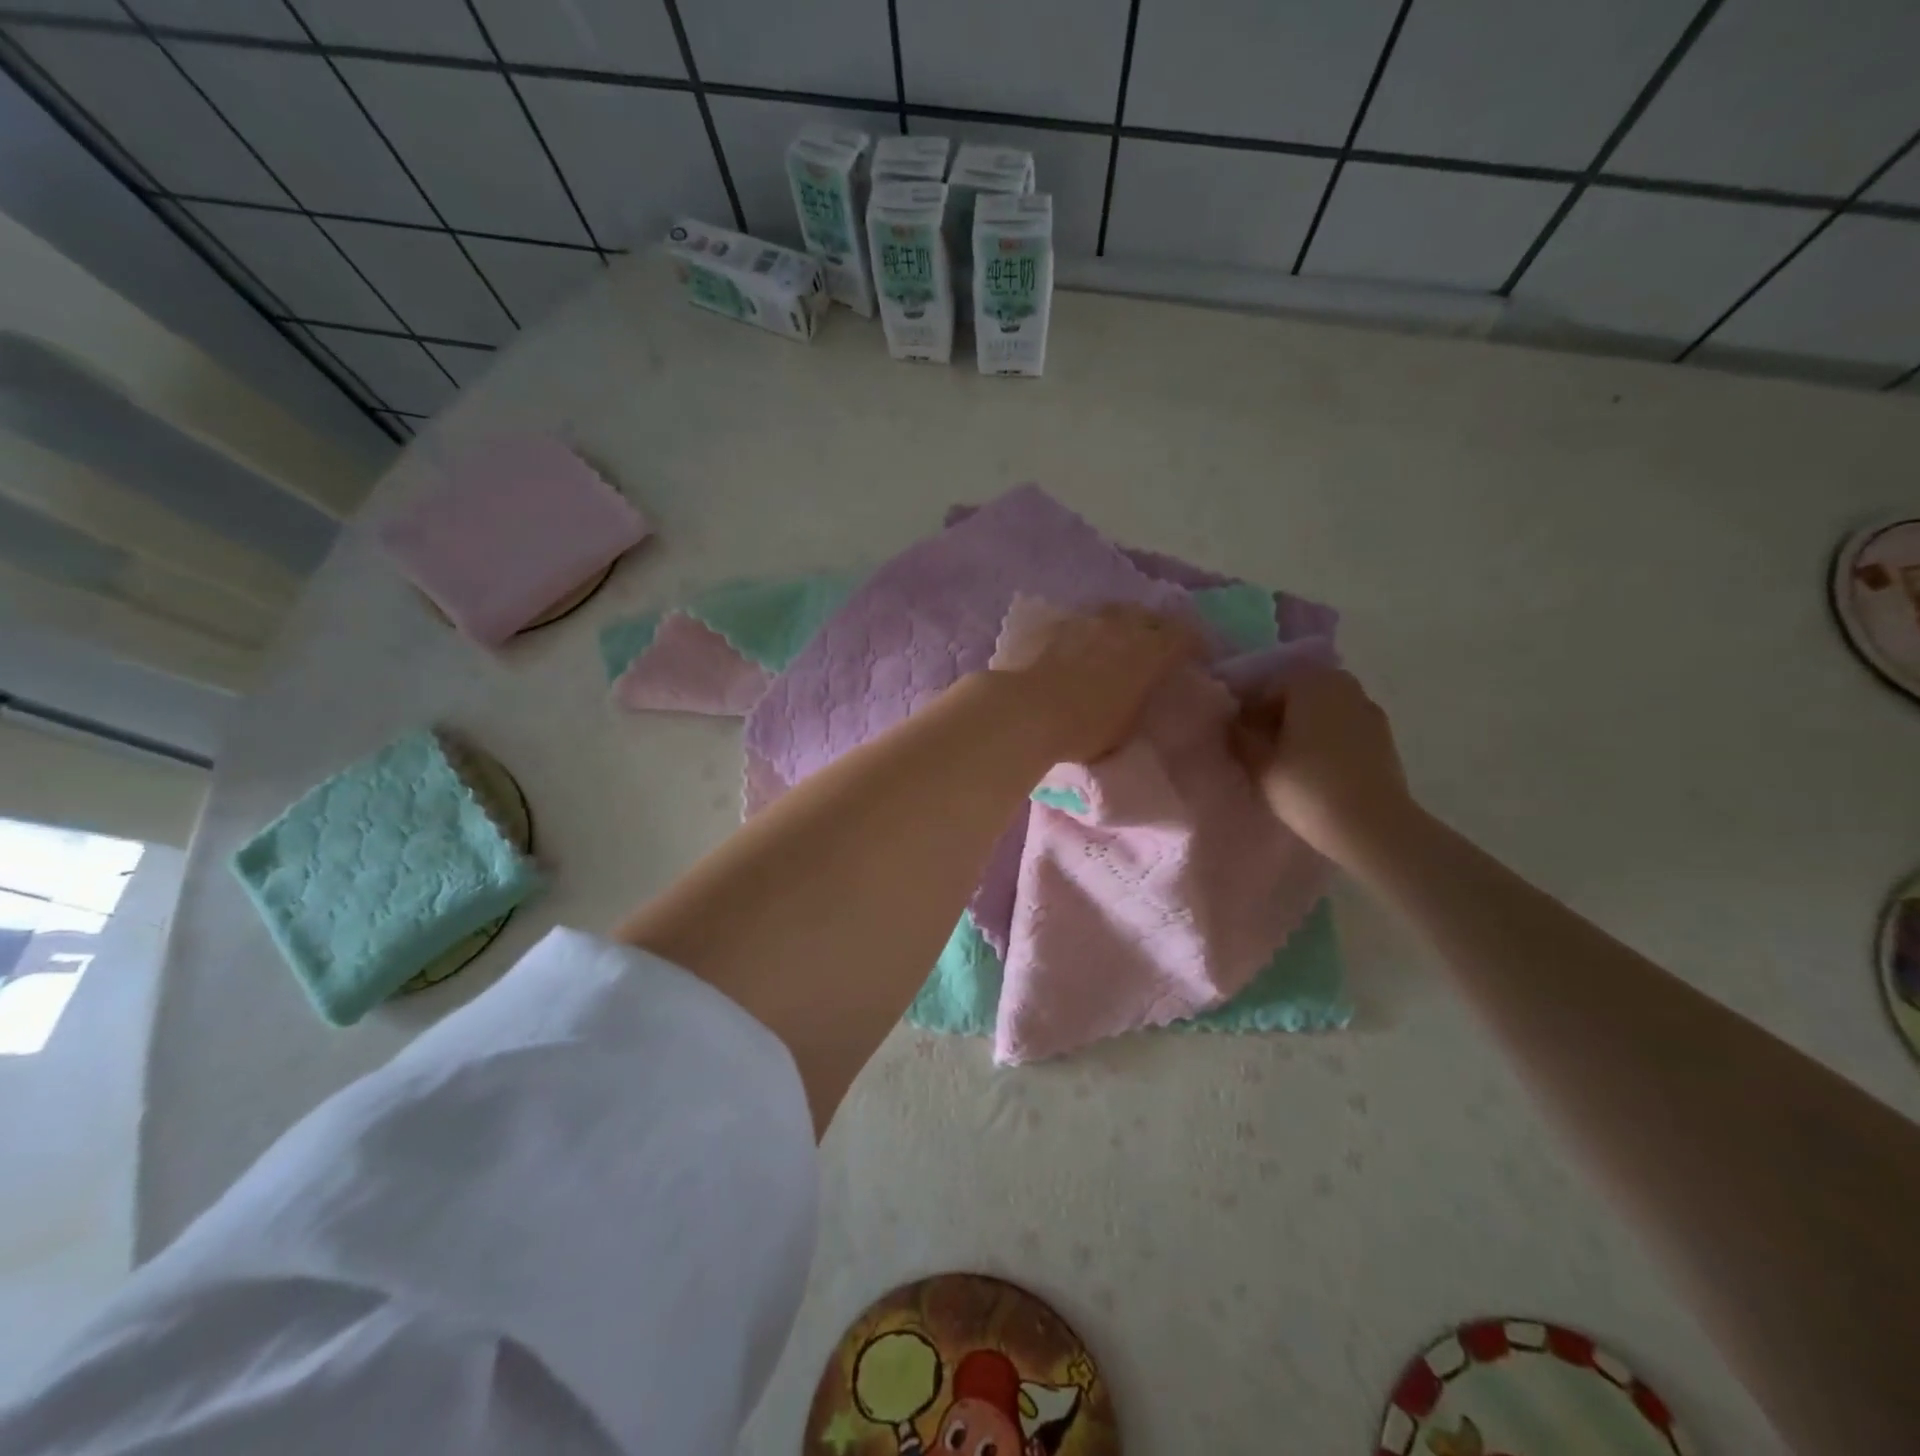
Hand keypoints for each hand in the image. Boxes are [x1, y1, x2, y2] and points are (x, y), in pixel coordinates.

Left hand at [995, 604, 1199, 763]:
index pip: (1185, 636)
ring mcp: (1084, 619)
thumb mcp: (1127, 725)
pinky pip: (1077, 619)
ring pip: (1112, 611)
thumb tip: (1143, 691)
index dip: (1194, 644)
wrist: (1026, 711)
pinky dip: (1085, 629)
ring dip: (1120, 623)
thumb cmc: (1084, 729)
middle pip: (1149, 616)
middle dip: (1157, 628)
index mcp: (1150, 652)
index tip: (1195, 655)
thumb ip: (1140, 700)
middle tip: (1155, 644)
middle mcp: (1122, 626)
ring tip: (1116, 639)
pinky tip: (1077, 643)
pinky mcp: (1051, 623)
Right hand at [1233, 665, 1416, 866]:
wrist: (1373, 826)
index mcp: (1311, 681)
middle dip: (1277, 717)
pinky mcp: (1384, 737)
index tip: (1240, 740)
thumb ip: (1239, 734)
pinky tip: (1317, 771)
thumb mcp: (1258, 763)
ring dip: (1303, 730)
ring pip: (1322, 712)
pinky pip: (1343, 729)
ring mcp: (1369, 710)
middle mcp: (1344, 685)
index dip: (1248, 712)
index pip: (1266, 686)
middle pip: (1297, 695)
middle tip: (1261, 751)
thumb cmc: (1308, 787)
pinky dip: (1327, 742)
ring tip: (1288, 764)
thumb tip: (1231, 721)